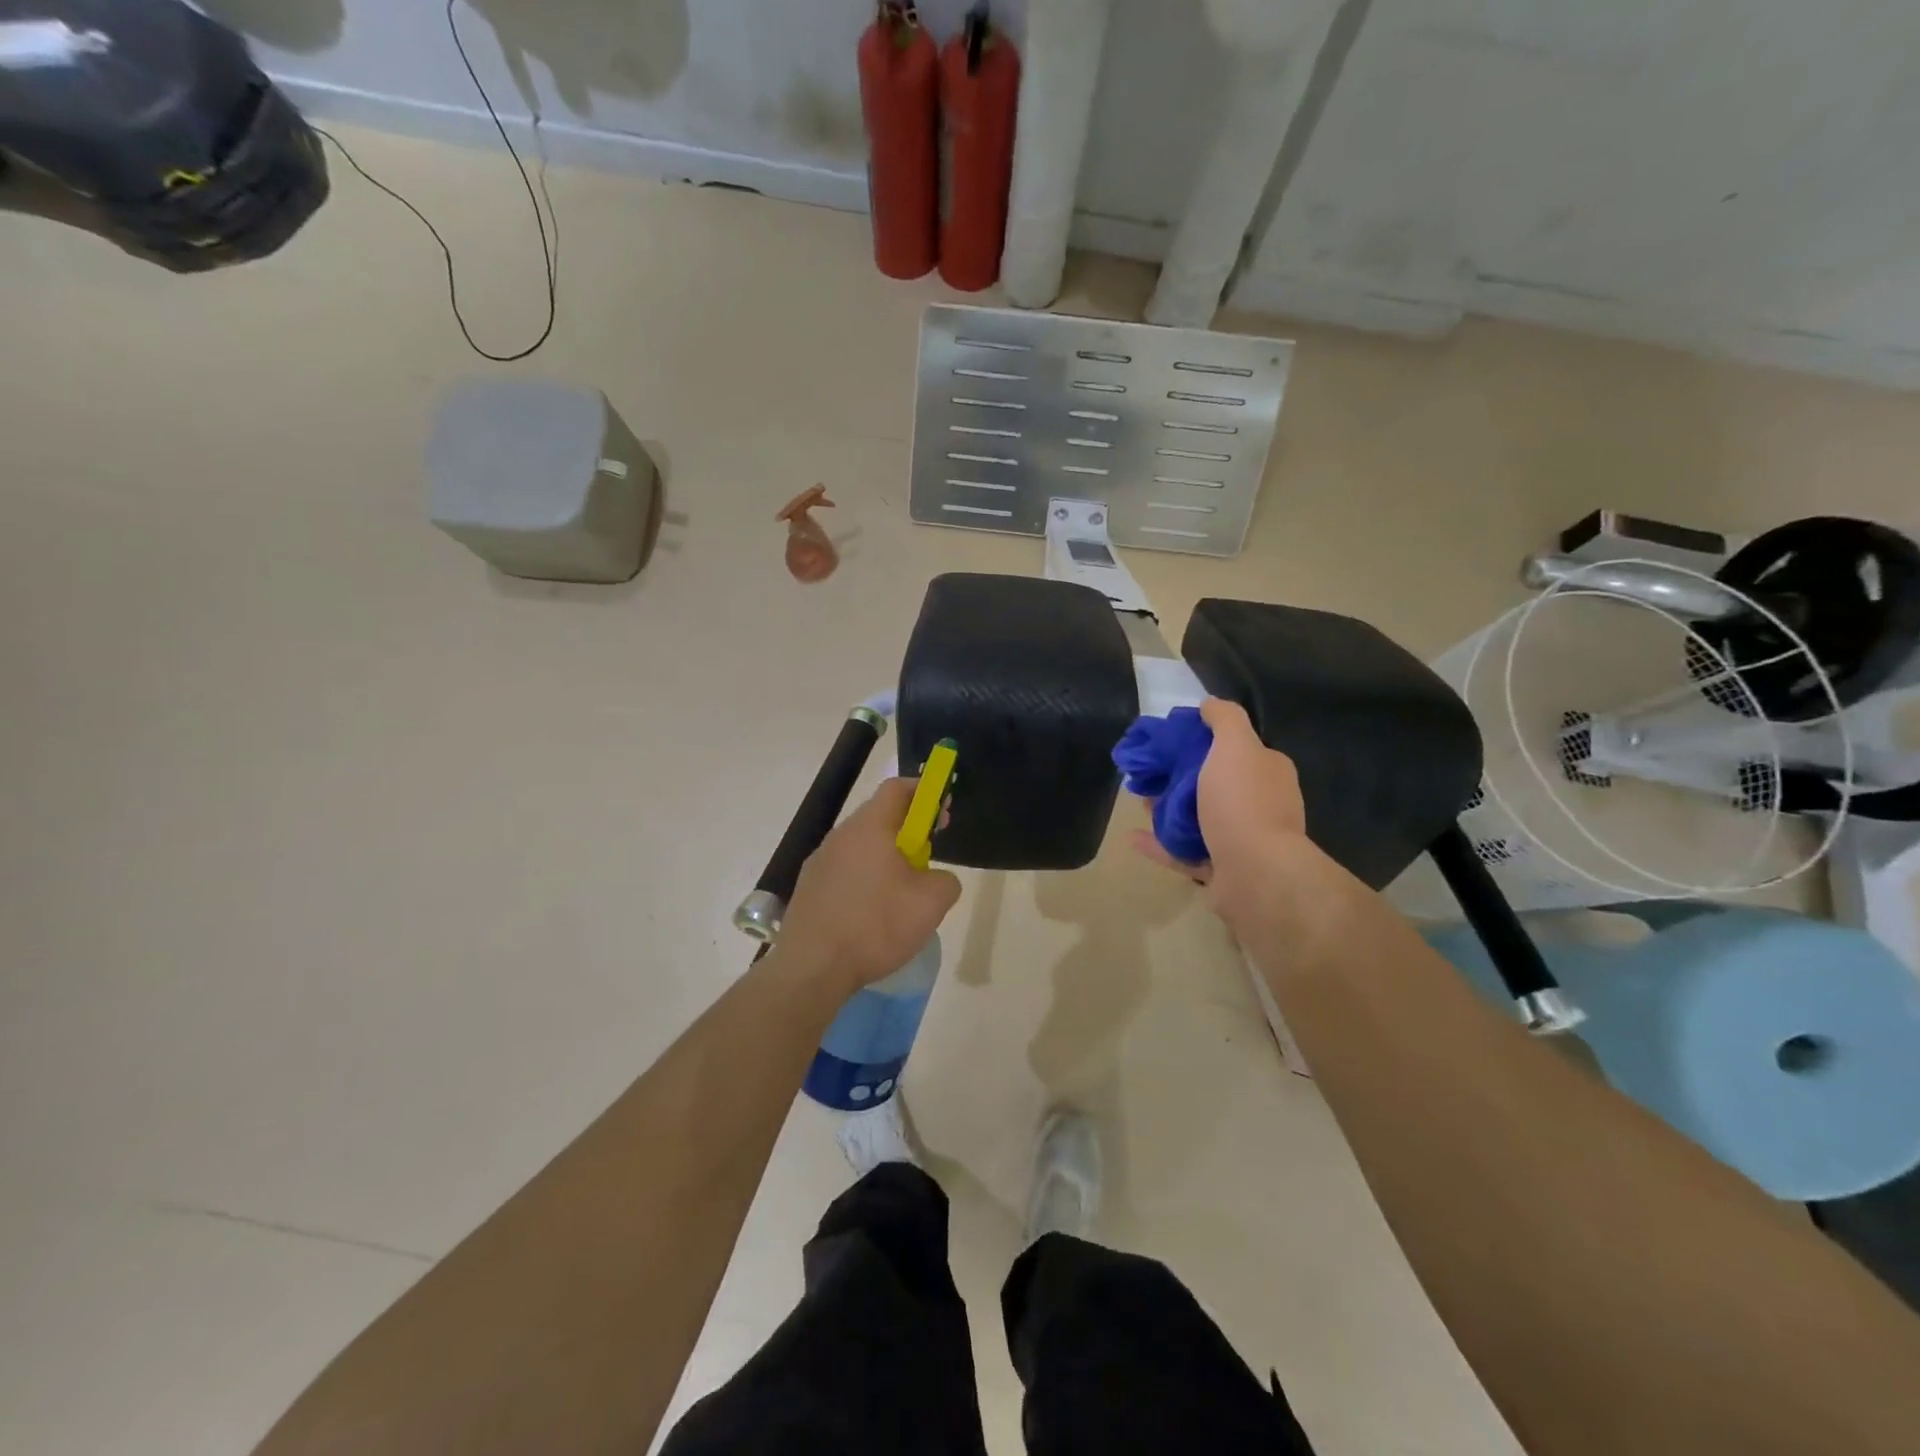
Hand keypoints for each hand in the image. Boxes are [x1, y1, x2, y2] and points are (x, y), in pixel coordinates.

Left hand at [777, 777, 961, 994]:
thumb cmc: (876, 926)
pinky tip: (873, 913)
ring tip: (902, 892)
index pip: (897, 788)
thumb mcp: (931, 903)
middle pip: (879, 816)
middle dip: (908, 830)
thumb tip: (936, 878)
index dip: (925, 792)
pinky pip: (845, 870)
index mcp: (869, 827)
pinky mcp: (809, 888)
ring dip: (886, 857)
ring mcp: (819, 862)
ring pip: (861, 846)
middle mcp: (840, 835)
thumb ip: (946, 880)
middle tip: (928, 857)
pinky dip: (865, 879)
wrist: (812, 968)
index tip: (943, 811)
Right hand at [1130, 698, 1310, 934]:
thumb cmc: (1242, 802)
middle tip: (1146, 772)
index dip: (1201, 741)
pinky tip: (1132, 837)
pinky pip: (1183, 851)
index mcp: (1266, 772)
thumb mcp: (1235, 745)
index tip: (1168, 741)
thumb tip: (1209, 703)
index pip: (1235, 748)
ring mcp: (1240, 840)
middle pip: (1211, 784)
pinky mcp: (1220, 869)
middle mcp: (1258, 804)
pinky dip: (1158, 843)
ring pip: (1196, 818)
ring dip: (1165, 808)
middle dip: (1177, 777)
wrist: (1255, 874)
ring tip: (1137, 800)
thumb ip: (1224, 718)